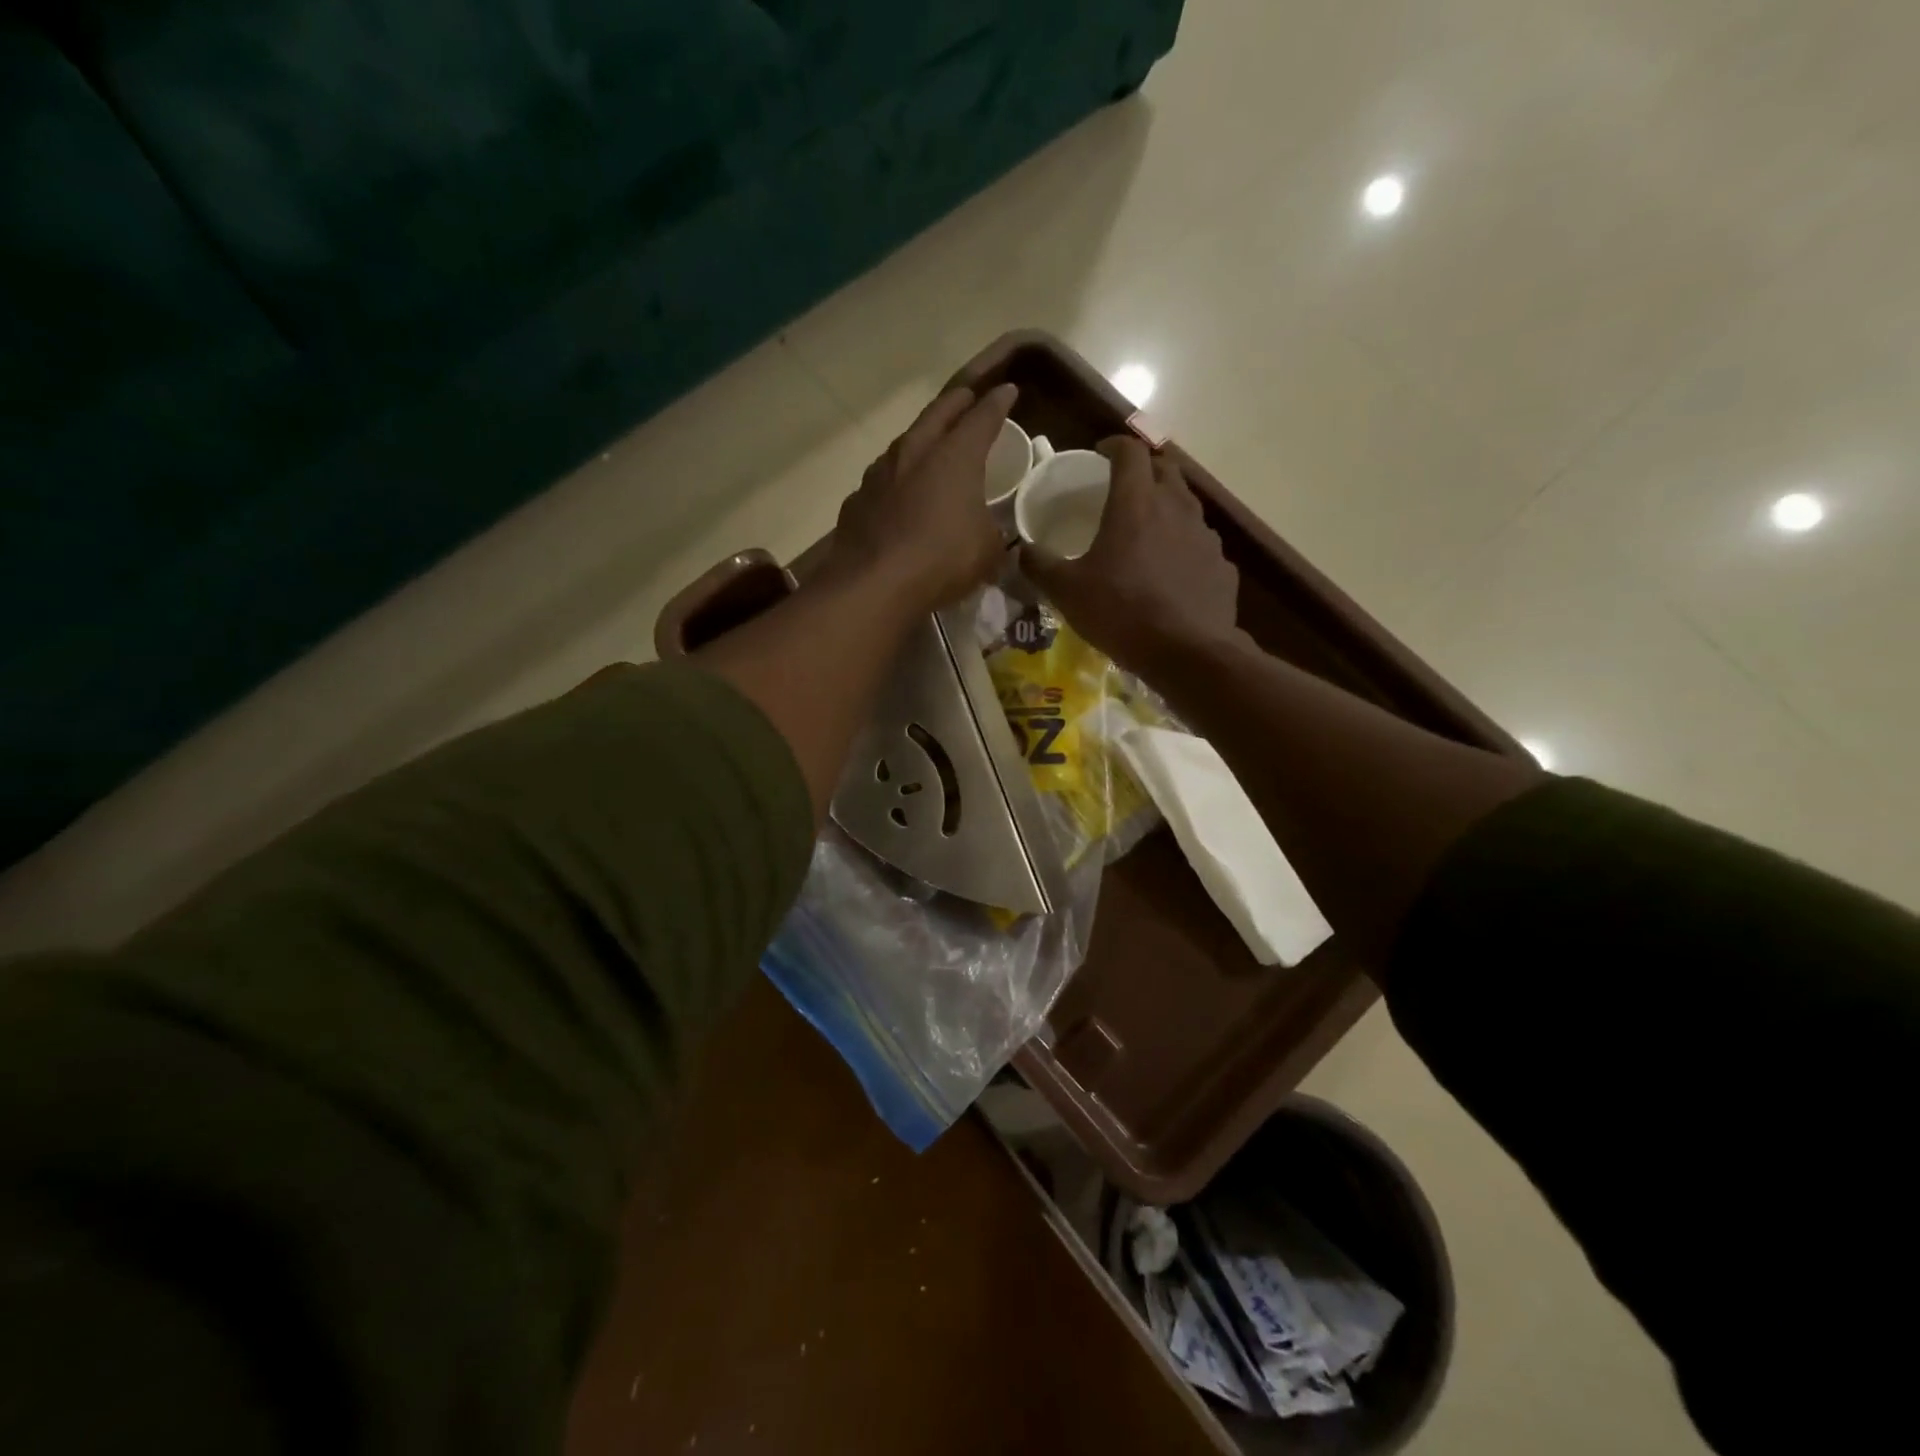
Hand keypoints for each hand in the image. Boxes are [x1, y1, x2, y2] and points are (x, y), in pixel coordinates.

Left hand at [825, 383, 1017, 611]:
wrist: (874, 584)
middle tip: (967, 398)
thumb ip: (993, 533)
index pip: (982, 417)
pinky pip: (882, 479)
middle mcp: (915, 452)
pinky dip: (896, 479)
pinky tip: (897, 493)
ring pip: (904, 443)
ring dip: (921, 438)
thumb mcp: (987, 551)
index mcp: (955, 457)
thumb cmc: (942, 561)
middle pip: (937, 414)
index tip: (1008, 392)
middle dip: (956, 403)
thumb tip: (991, 533)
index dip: (998, 404)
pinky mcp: (857, 500)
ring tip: (930, 443)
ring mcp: (879, 474)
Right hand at [1020, 436, 1241, 676]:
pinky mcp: (1222, 565)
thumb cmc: (1121, 613)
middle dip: (1144, 470)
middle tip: (1124, 488)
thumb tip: (1021, 550)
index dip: (1113, 446)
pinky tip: (1171, 572)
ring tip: (1147, 531)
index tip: (1100, 454)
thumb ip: (1040, 565)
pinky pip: (1200, 544)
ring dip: (1166, 506)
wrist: (1188, 653)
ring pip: (1186, 505)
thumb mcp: (1067, 592)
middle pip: (1165, 469)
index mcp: (1136, 503)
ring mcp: (1205, 536)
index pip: (1130, 451)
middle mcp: (1176, 508)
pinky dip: (1184, 546)